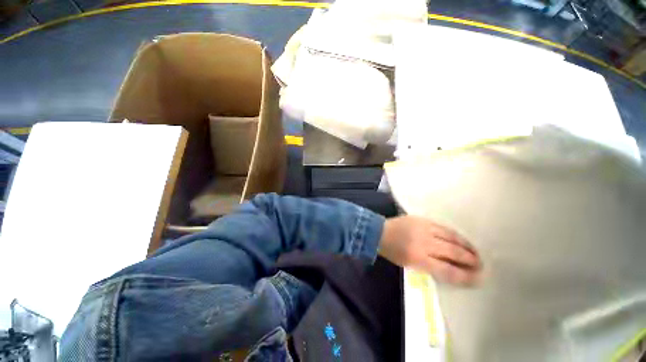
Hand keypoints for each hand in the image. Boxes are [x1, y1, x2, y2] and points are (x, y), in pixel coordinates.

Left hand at [378, 216, 481, 284]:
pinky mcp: (422, 219)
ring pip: (451, 238)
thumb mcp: (409, 264)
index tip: (478, 279)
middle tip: (481, 265)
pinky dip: (454, 234)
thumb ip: (430, 267)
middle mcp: (424, 243)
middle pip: (454, 252)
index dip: (465, 276)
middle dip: (470, 260)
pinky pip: (443, 227)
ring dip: (466, 246)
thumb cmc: (392, 251)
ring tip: (476, 252)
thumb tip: (451, 269)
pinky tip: (461, 239)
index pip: (448, 270)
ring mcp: (424, 228)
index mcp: (418, 258)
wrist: (379, 231)